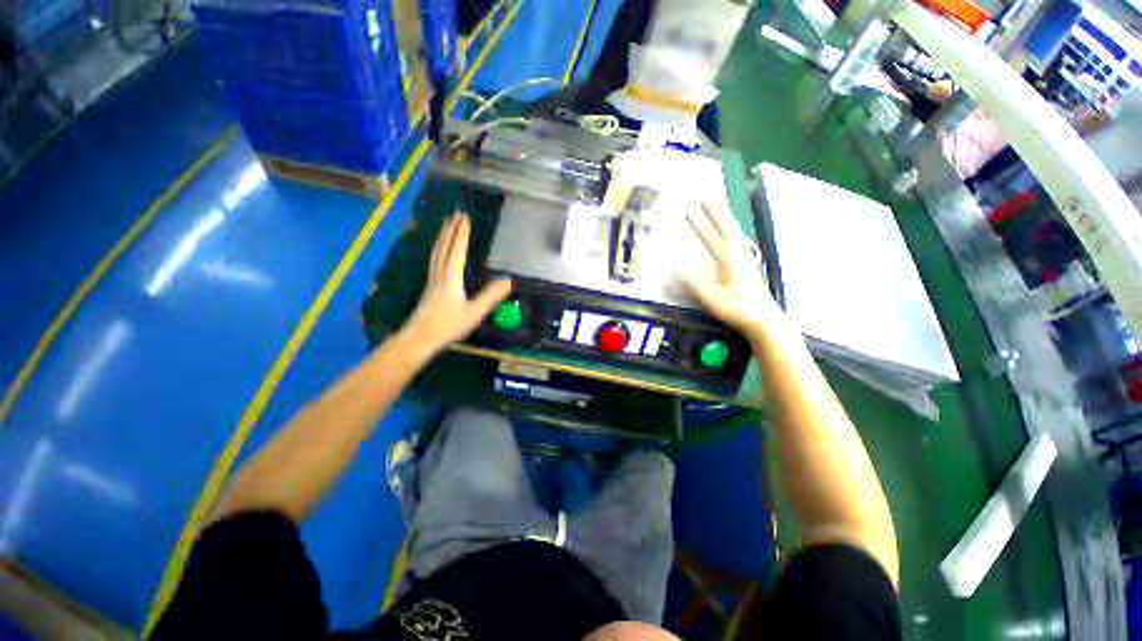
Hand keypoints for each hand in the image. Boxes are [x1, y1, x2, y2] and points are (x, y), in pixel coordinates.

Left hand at [403, 212, 511, 353]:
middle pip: (444, 247)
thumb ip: (491, 296)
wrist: (420, 338)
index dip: (462, 233)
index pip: (457, 250)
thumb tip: (509, 280)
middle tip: (456, 214)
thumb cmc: (448, 325)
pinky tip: (440, 252)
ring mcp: (432, 279)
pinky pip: (435, 259)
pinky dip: (439, 249)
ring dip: (443, 237)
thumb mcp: (475, 312)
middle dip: (451, 229)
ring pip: (437, 252)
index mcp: (451, 277)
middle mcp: (440, 274)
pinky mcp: (430, 286)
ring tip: (447, 225)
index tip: (465, 218)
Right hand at [683, 203, 781, 339]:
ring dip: (725, 220)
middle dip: (714, 213)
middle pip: (726, 228)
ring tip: (718, 210)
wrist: (763, 319)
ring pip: (734, 234)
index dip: (700, 224)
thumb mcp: (712, 299)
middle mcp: (738, 255)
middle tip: (705, 198)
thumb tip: (673, 269)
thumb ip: (693, 284)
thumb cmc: (737, 309)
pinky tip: (730, 235)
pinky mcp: (748, 266)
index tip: (689, 211)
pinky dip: (732, 232)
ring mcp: (745, 260)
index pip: (711, 237)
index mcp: (729, 260)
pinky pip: (738, 242)